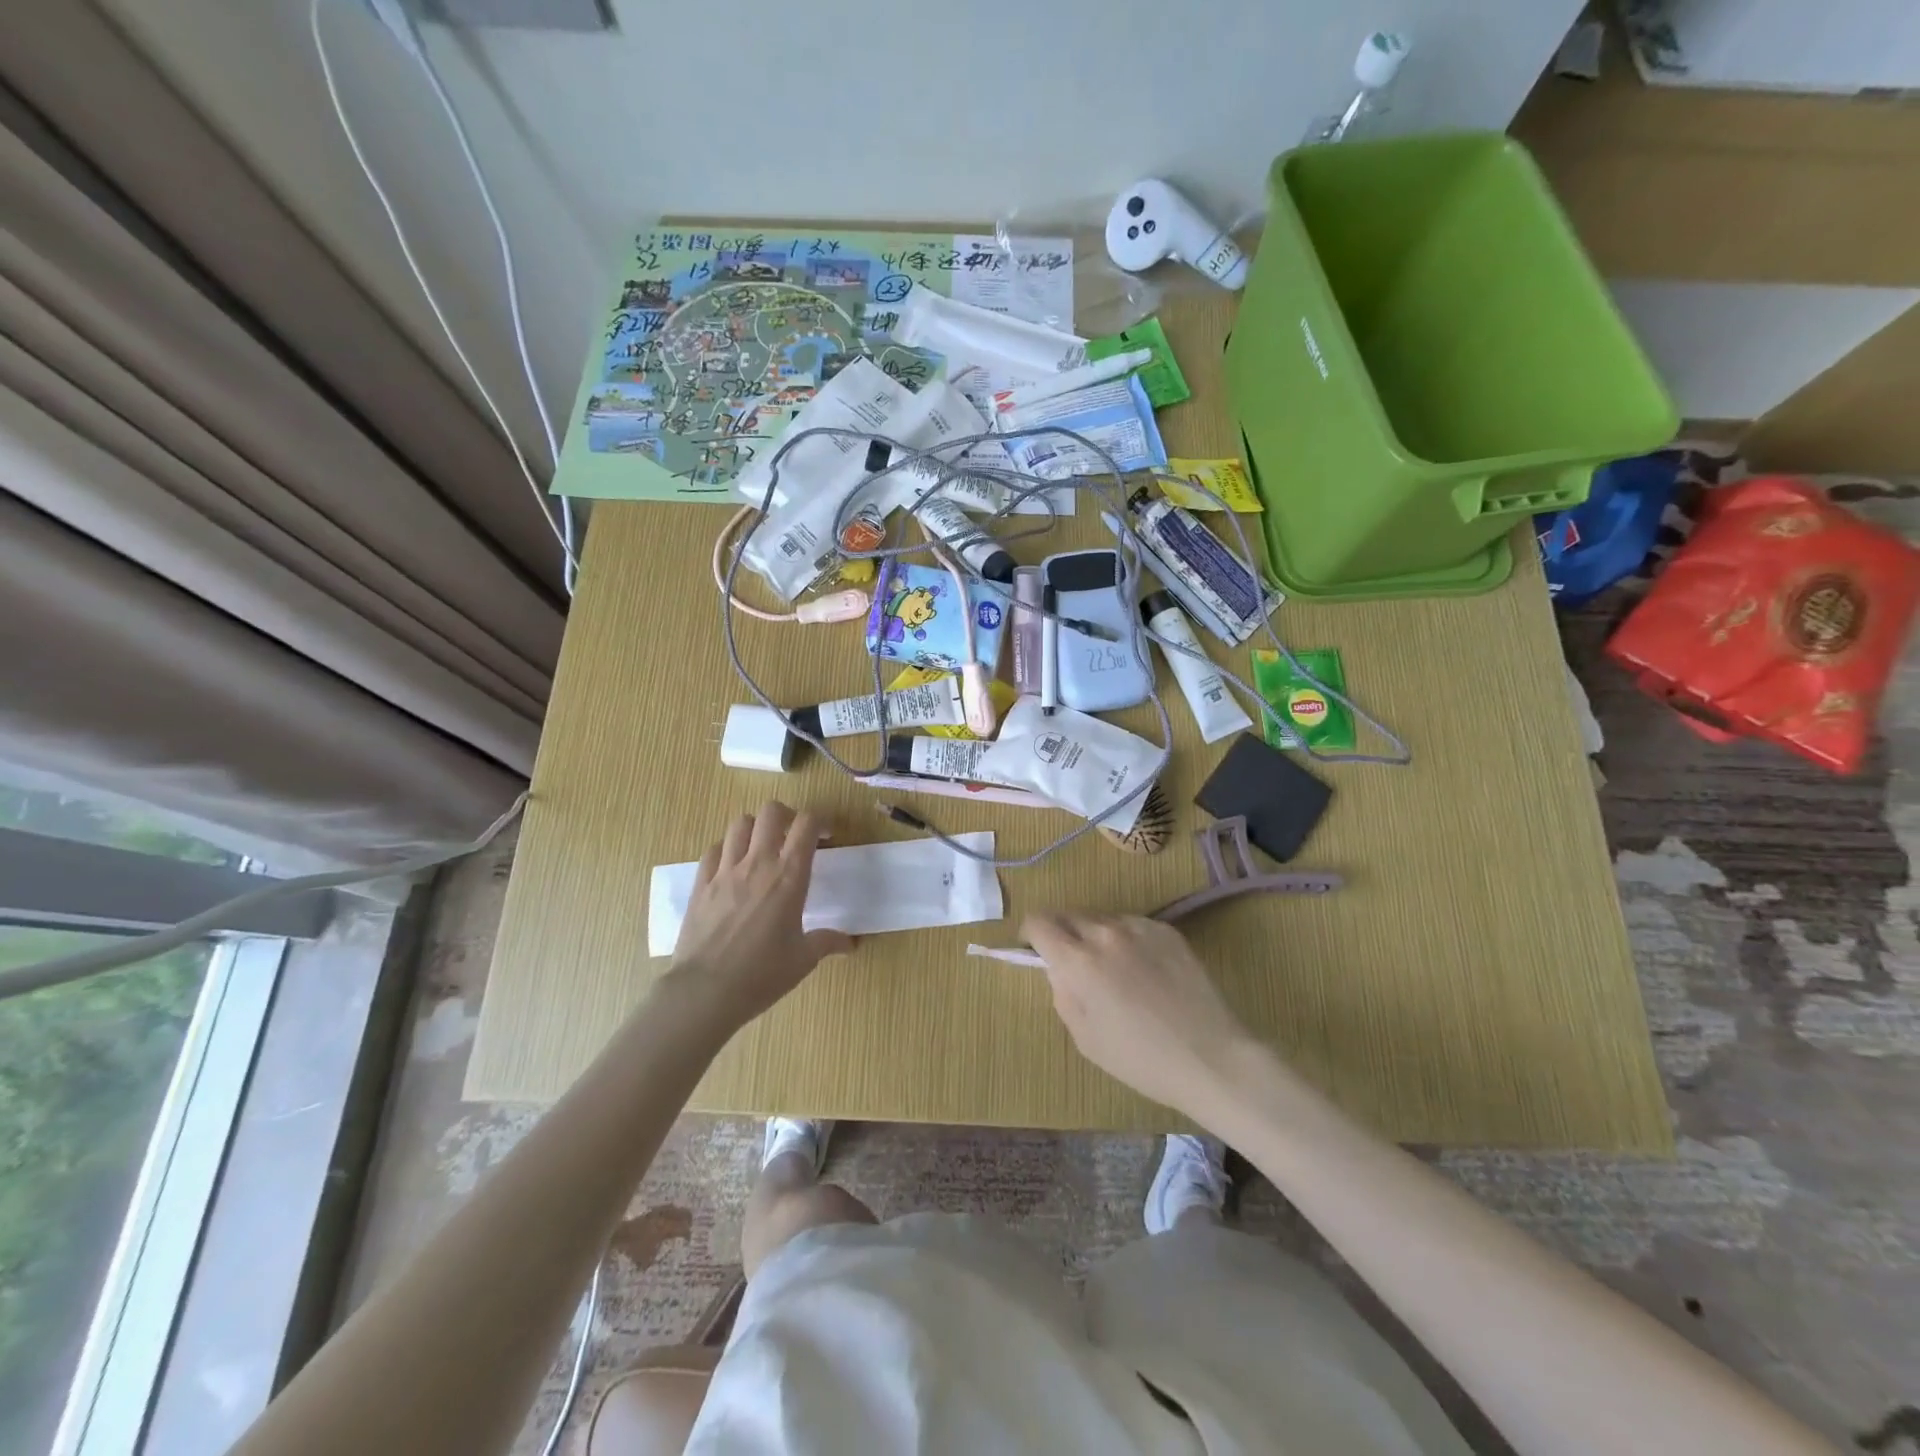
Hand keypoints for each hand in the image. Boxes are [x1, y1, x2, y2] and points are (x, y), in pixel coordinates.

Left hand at [664, 803, 851, 1027]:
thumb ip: (827, 942)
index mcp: (789, 877)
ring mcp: (725, 870)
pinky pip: (714, 849)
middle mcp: (758, 863)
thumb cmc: (761, 975)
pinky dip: (727, 849)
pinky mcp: (700, 883)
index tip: (826, 837)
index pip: (807, 824)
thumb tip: (850, 943)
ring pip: (740, 823)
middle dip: (787, 816)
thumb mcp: (803, 960)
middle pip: (772, 811)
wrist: (704, 992)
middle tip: (793, 836)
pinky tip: (733, 868)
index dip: (820, 821)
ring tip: (762, 848)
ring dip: (756, 828)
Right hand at [1022, 913, 1255, 1118]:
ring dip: (1093, 936)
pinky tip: (1142, 970)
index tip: (1033, 950)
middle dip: (1060, 933)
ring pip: (1100, 919)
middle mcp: (1104, 932)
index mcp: (1078, 960)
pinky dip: (1124, 940)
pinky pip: (1131, 925)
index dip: (1029, 934)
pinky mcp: (1166, 930)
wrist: (1212, 1057)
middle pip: (1067, 915)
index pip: (1038, 922)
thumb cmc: (1141, 1059)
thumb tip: (1058, 970)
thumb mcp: (1085, 1038)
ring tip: (1112, 970)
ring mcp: (1138, 927)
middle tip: (1072, 964)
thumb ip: (1063, 994)